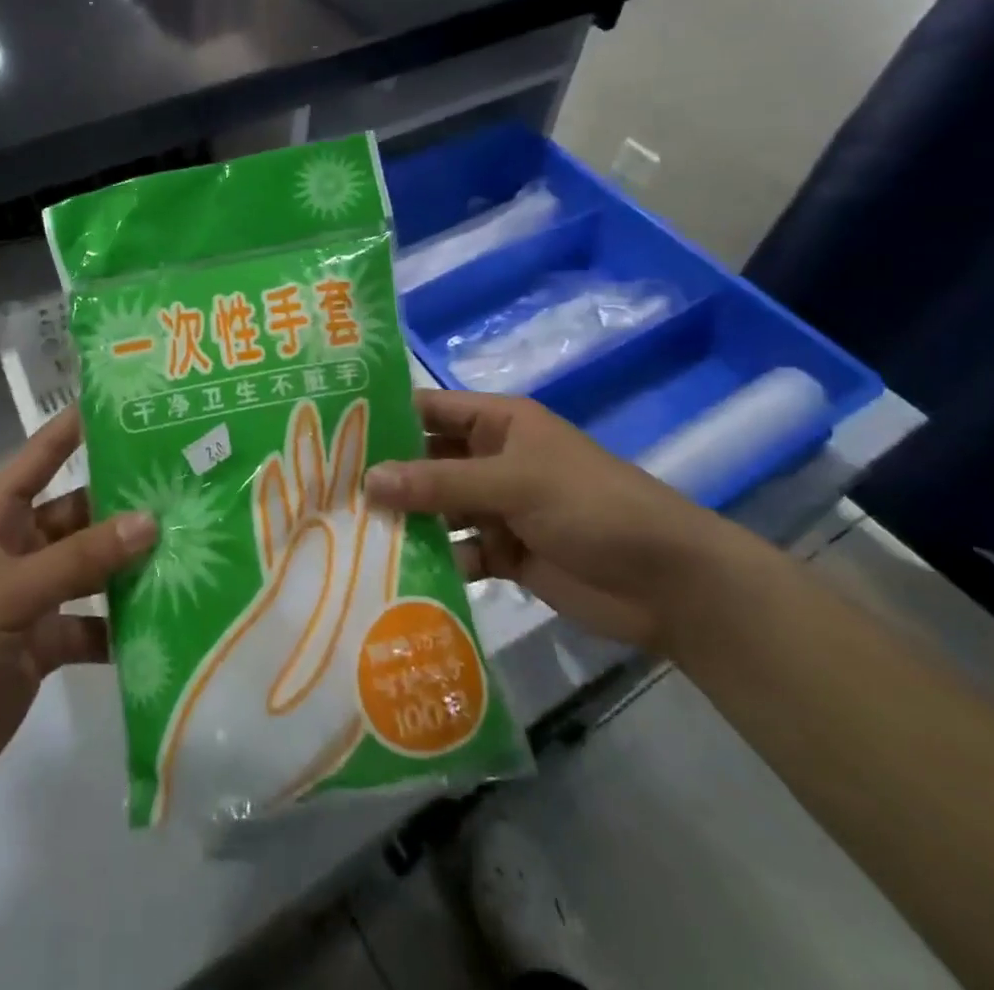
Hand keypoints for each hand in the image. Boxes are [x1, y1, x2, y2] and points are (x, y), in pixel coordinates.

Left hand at [0, 411, 153, 813]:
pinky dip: (121, 624)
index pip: (39, 457)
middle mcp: (15, 549)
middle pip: (78, 513)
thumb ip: (78, 559)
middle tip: (184, 487)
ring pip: (91, 568)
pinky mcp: (43, 643)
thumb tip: (150, 520)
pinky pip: (92, 622)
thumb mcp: (5, 595)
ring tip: (190, 549)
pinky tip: (165, 621)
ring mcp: (31, 597)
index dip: (75, 428)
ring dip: (130, 564)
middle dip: (124, 504)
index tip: (126, 403)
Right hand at [364, 390, 749, 651]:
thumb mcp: (514, 483)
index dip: (386, 416)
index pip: (430, 410)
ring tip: (346, 535)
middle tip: (326, 490)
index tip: (332, 432)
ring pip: (437, 509)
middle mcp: (492, 460)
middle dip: (386, 475)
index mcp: (498, 424)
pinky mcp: (504, 555)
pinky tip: (394, 576)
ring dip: (404, 521)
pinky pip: (456, 551)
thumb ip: (440, 481)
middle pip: (427, 461)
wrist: (667, 583)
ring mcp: (498, 508)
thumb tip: (368, 479)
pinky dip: (433, 562)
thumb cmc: (591, 506)